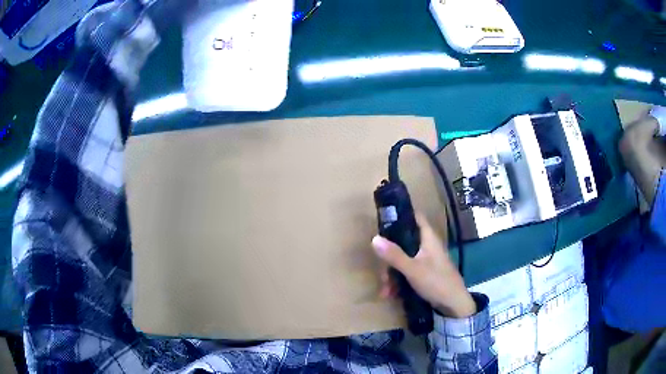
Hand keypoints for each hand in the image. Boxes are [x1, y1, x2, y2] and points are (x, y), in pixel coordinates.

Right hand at [371, 214, 475, 317]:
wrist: (453, 304)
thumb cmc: (436, 281)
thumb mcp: (412, 269)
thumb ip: (394, 255)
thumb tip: (374, 238)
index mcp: (428, 238)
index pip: (416, 217)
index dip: (402, 215)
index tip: (384, 220)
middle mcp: (427, 246)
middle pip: (404, 243)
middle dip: (390, 258)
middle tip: (383, 274)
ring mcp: (426, 260)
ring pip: (403, 259)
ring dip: (392, 274)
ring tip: (386, 291)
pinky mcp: (425, 273)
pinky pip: (407, 272)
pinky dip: (399, 281)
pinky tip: (391, 294)